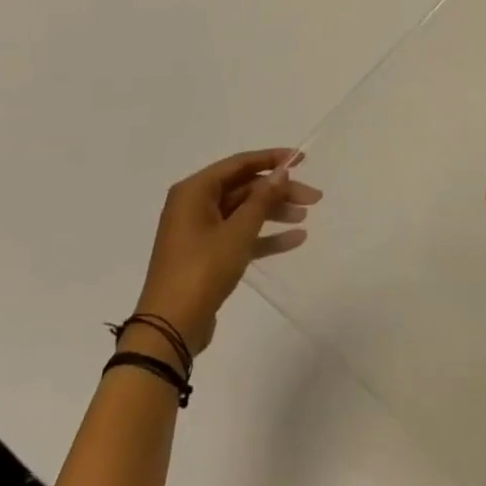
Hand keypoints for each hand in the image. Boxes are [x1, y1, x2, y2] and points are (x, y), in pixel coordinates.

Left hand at [130, 148, 320, 359]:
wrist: (171, 326)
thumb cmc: (203, 269)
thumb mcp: (238, 231)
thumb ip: (262, 199)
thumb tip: (281, 172)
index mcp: (195, 192)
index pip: (239, 163)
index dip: (272, 159)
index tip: (302, 159)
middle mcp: (195, 205)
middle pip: (244, 188)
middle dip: (279, 192)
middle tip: (314, 198)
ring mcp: (200, 231)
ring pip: (244, 212)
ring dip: (275, 213)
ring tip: (305, 217)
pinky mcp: (207, 255)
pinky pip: (240, 235)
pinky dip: (265, 236)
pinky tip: (295, 239)